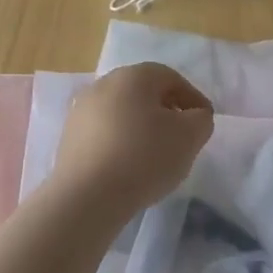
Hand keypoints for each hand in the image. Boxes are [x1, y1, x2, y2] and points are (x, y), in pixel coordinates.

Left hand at [52, 63, 213, 215]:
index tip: (204, 121)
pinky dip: (121, 143)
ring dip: (142, 128)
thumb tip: (193, 116)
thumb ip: (200, 120)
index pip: (171, 78)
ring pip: (122, 113)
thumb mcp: (189, 136)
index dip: (193, 98)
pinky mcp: (69, 138)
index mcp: (132, 76)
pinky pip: (104, 134)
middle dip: (166, 111)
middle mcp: (102, 85)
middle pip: (143, 93)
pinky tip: (130, 167)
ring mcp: (81, 111)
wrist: (87, 196)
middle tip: (182, 137)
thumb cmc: (144, 157)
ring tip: (156, 156)